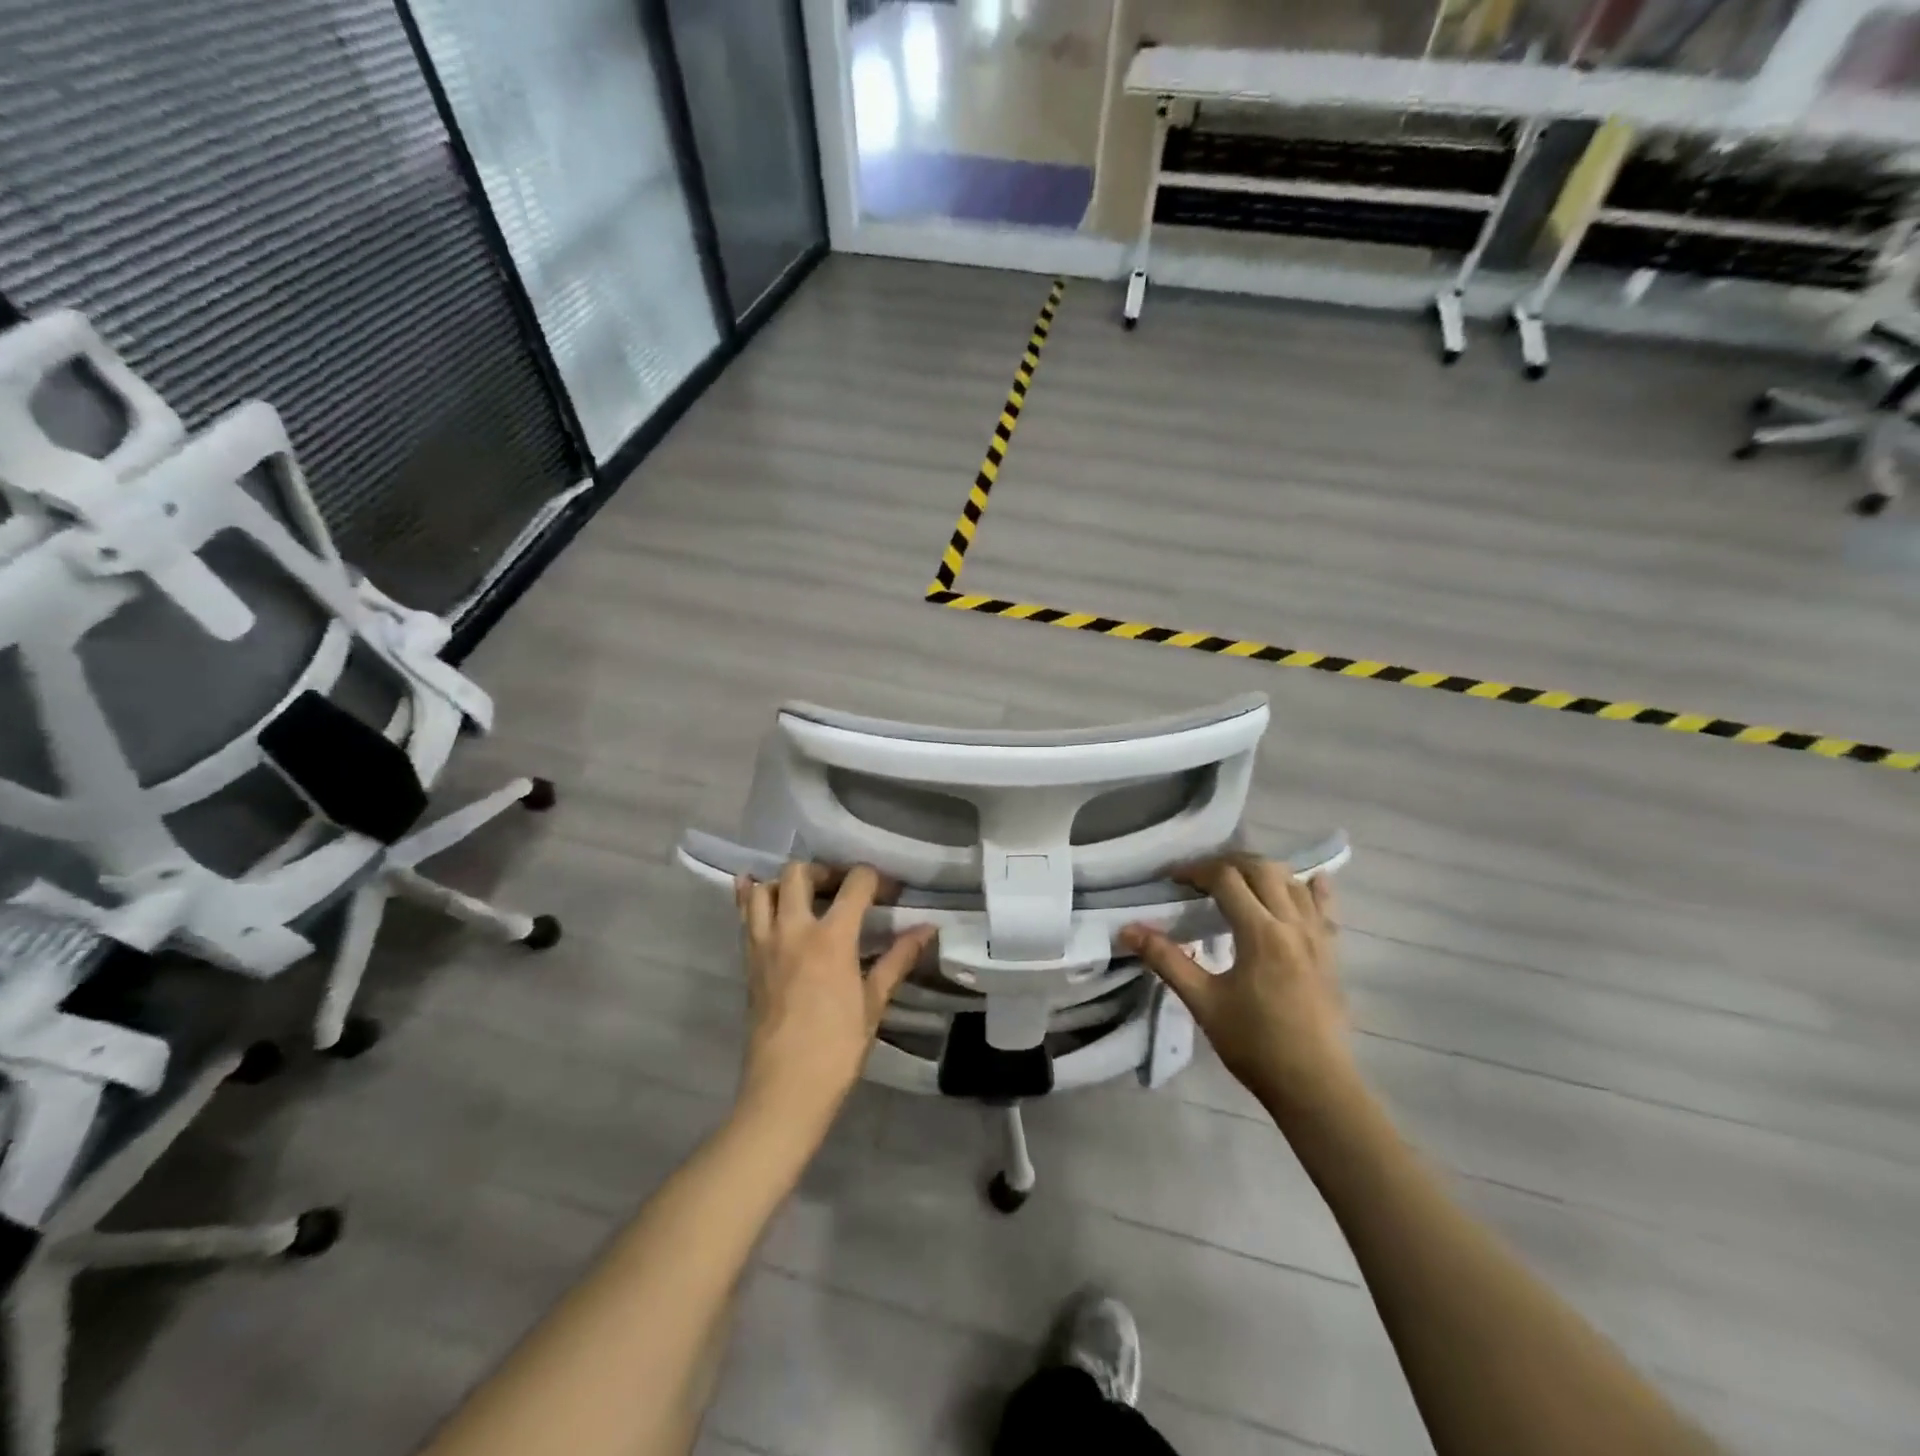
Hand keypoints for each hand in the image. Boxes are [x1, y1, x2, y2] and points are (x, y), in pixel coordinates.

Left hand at [735, 862, 934, 1131]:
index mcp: (832, 938)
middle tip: (842, 890)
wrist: (785, 1089)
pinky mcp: (747, 961)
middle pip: (800, 872)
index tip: (889, 892)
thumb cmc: (838, 1048)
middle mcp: (794, 930)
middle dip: (825, 871)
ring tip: (805, 897)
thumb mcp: (874, 1002)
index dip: (876, 879)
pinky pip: (744, 916)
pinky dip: (749, 897)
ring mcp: (764, 943)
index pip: (855, 883)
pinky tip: (757, 892)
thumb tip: (927, 929)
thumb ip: (898, 958)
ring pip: (765, 888)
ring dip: (785, 883)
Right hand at [1121, 855, 1354, 1126]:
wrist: (1314, 1085)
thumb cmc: (1254, 1044)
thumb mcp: (1203, 1001)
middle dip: (1226, 864)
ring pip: (1292, 882)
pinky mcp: (1331, 953)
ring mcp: (1318, 937)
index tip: (1172, 880)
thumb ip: (1166, 960)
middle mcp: (1293, 924)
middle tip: (1199, 878)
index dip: (1196, 871)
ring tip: (1236, 881)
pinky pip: (1325, 907)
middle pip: (1261, 869)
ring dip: (1261, 871)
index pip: (1226, 879)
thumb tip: (1127, 930)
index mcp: (1261, 933)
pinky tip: (1308, 880)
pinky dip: (1312, 888)